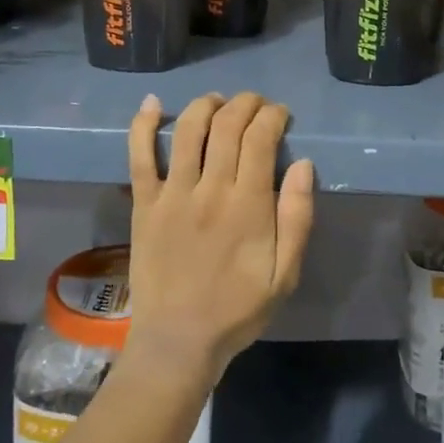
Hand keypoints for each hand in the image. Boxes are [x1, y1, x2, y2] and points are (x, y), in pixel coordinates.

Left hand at [124, 92, 315, 384]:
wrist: (178, 341)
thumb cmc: (238, 309)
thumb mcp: (285, 274)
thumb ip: (297, 217)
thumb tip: (304, 164)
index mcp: (248, 205)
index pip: (260, 138)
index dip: (273, 116)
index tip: (281, 115)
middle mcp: (209, 189)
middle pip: (227, 125)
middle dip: (245, 103)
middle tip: (256, 104)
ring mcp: (172, 194)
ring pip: (188, 130)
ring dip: (205, 105)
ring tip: (218, 101)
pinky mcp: (144, 204)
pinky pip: (139, 156)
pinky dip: (143, 125)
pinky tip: (152, 103)